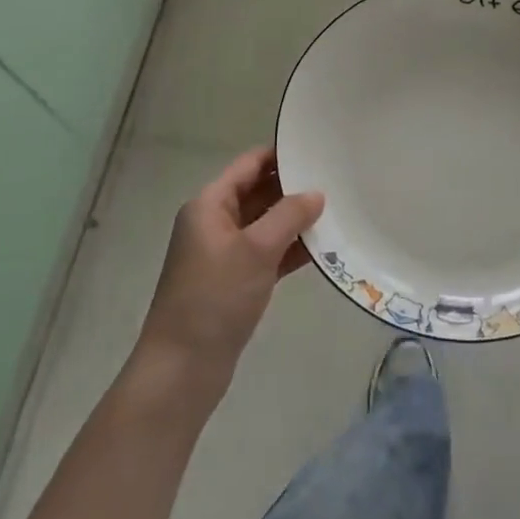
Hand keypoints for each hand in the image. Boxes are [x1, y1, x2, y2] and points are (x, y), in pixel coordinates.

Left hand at [136, 148, 324, 396]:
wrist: (182, 370)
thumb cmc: (215, 298)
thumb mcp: (256, 249)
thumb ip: (289, 215)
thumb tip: (316, 194)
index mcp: (210, 205)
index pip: (249, 164)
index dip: (280, 154)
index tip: (317, 149)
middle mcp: (214, 223)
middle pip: (258, 192)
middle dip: (293, 187)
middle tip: (335, 180)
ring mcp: (224, 254)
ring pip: (265, 224)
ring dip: (295, 220)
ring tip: (337, 210)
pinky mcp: (235, 282)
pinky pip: (267, 253)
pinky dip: (290, 249)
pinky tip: (323, 249)